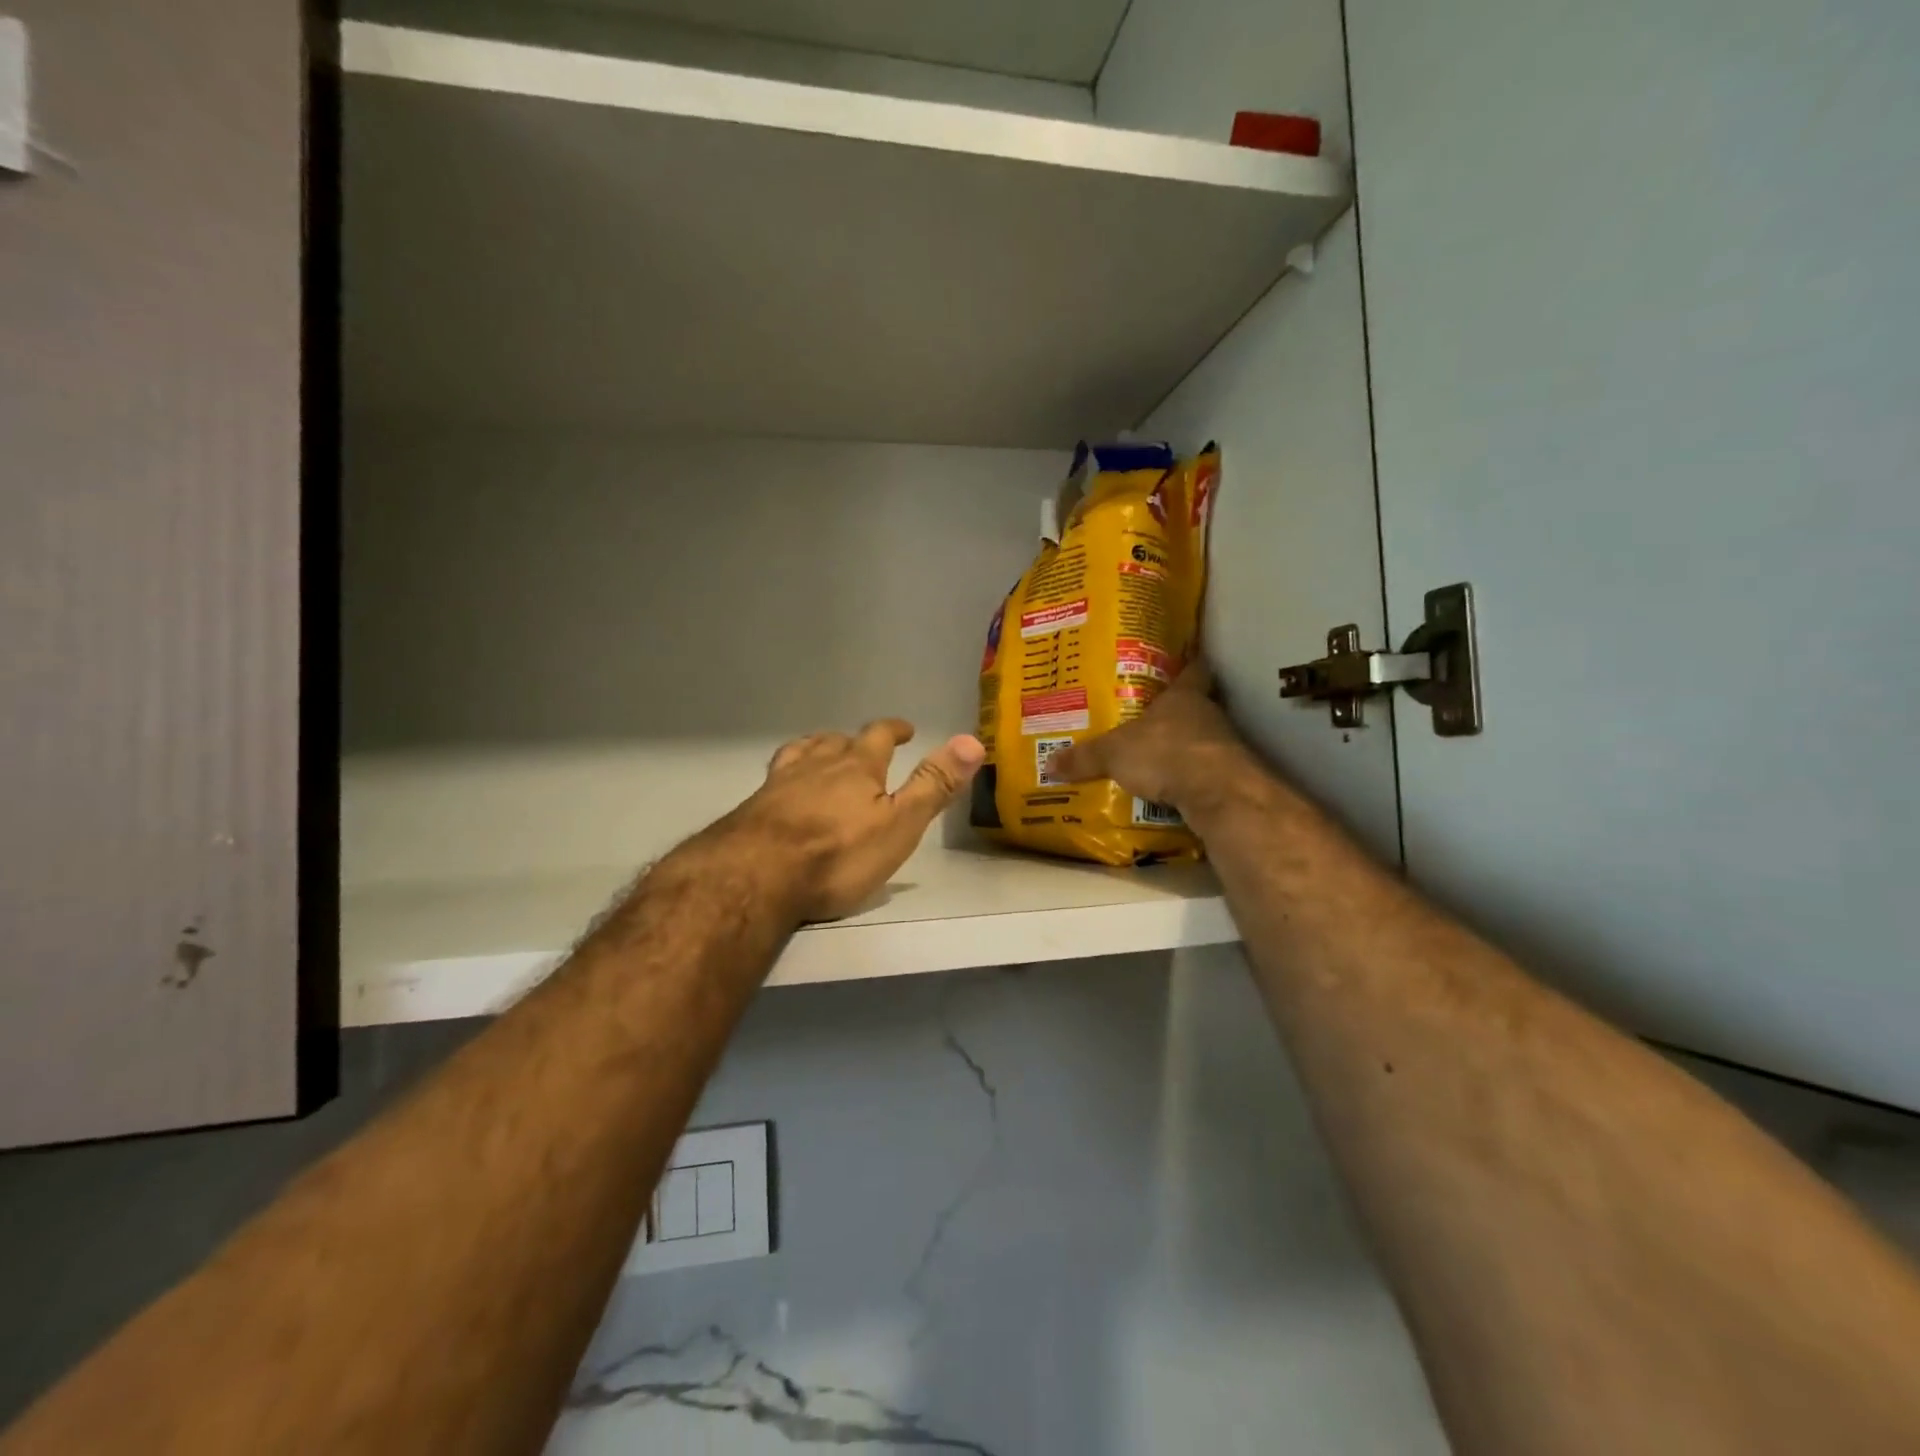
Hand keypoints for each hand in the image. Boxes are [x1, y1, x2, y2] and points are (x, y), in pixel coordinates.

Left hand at [724, 721, 985, 921]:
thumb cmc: (837, 854)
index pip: (878, 735)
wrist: (756, 875)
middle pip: (836, 740)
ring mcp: (780, 783)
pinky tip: (782, 788)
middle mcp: (817, 764)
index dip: (893, 729)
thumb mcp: (899, 825)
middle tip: (864, 744)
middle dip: (854, 740)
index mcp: (857, 767)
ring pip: (802, 752)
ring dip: (817, 747)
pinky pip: (774, 776)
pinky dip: (786, 773)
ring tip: (822, 750)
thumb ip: (934, 784)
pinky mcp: (753, 806)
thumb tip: (972, 740)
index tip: (905, 729)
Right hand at [1047, 663, 1248, 813]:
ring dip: (1181, 749)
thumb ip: (1084, 757)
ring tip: (1152, 759)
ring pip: (1200, 741)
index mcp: (1184, 696)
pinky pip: (1203, 775)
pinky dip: (1187, 781)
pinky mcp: (1228, 779)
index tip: (1181, 660)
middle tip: (1147, 718)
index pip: (1193, 669)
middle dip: (1173, 713)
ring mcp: (1223, 747)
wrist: (1217, 793)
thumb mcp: (1114, 753)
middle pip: (1195, 707)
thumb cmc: (1166, 752)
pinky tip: (1168, 792)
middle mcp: (1208, 715)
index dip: (1187, 664)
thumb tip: (1048, 764)